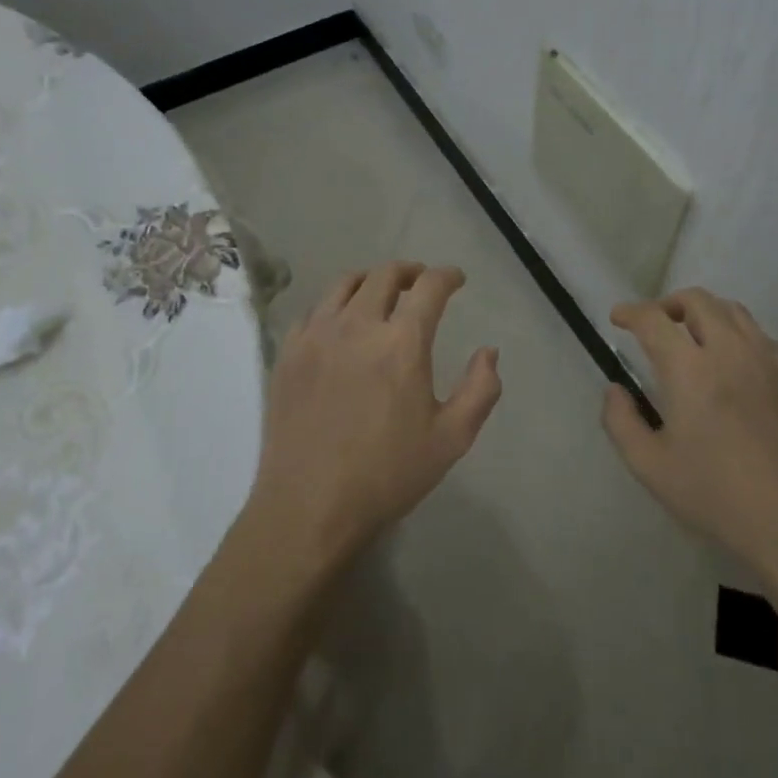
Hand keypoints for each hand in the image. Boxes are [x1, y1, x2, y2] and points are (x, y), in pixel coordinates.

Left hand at [249, 262, 501, 563]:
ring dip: (370, 280)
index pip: (430, 287)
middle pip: (385, 275)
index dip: (447, 276)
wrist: (309, 506)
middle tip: (421, 282)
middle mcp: (358, 325)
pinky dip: (335, 305)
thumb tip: (489, 352)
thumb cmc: (388, 474)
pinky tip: (340, 324)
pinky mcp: (288, 353)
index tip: (456, 279)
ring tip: (381, 292)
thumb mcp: (452, 438)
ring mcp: (316, 336)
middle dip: (410, 271)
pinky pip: (314, 311)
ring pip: (345, 284)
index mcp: (402, 342)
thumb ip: (480, 389)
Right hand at [601, 287, 777, 577]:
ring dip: (705, 313)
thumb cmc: (715, 495)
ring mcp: (768, 362)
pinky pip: (762, 337)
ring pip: (734, 311)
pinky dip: (738, 334)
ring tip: (692, 336)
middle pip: (698, 301)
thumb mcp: (650, 466)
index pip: (654, 320)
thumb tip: (615, 390)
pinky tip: (734, 362)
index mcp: (690, 370)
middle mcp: (730, 352)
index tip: (618, 319)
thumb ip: (621, 421)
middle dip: (668, 304)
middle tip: (655, 326)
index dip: (631, 312)